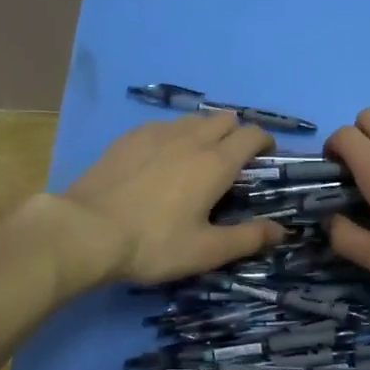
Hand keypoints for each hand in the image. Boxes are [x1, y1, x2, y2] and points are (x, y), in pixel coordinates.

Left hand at [64, 113, 286, 283]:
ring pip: (193, 119)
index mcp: (215, 162)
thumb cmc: (153, 243)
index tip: (265, 158)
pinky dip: (173, 136)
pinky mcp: (129, 136)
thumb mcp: (204, 251)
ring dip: (205, 132)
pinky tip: (160, 160)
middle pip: (225, 119)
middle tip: (231, 163)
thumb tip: (282, 230)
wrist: (87, 229)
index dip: (265, 142)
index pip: (252, 134)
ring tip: (196, 160)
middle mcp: (191, 138)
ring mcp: (157, 132)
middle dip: (236, 133)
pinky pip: (163, 125)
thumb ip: (247, 238)